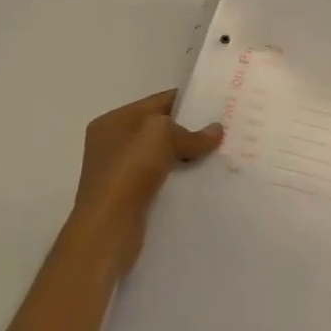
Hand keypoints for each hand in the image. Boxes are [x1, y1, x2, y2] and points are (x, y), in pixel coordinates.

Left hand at [71, 89, 222, 269]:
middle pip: (160, 129)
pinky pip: (161, 178)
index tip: (218, 104)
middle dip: (190, 130)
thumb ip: (191, 132)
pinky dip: (179, 177)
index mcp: (113, 122)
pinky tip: (202, 178)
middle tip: (223, 130)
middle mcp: (112, 144)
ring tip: (218, 153)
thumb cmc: (128, 171)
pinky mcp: (128, 197)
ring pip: (162, 155)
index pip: (157, 102)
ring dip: (186, 155)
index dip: (188, 101)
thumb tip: (215, 131)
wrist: (107, 230)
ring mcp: (119, 172)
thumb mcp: (161, 135)